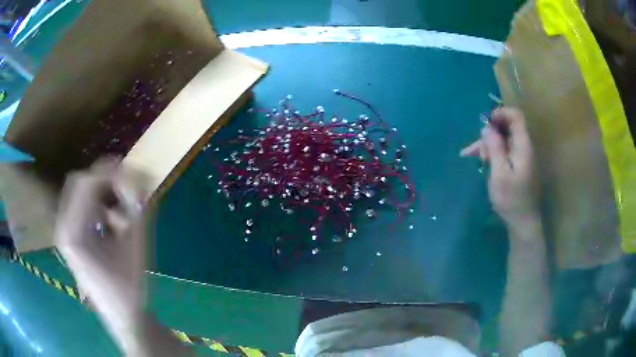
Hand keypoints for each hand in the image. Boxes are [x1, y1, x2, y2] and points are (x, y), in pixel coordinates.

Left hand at [55, 159, 148, 342]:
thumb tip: (141, 177)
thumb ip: (137, 209)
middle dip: (105, 179)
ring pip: (80, 193)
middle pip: (79, 182)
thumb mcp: (135, 246)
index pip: (86, 184)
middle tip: (128, 184)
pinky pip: (81, 207)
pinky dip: (98, 205)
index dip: (111, 173)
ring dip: (102, 193)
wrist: (122, 316)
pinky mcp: (70, 236)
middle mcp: (62, 227)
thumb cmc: (128, 287)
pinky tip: (113, 221)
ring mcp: (64, 232)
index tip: (134, 174)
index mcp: (73, 233)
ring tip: (122, 208)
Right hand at [460, 107, 538, 228]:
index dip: (500, 113)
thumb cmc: (511, 199)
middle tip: (476, 149)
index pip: (516, 116)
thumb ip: (495, 148)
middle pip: (507, 127)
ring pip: (503, 140)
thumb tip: (487, 127)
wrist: (523, 222)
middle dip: (490, 133)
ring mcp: (521, 156)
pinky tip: (481, 160)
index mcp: (523, 146)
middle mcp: (524, 147)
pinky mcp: (518, 165)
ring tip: (472, 156)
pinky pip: (504, 151)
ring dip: (488, 144)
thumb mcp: (499, 174)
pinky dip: (492, 153)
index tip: (485, 123)